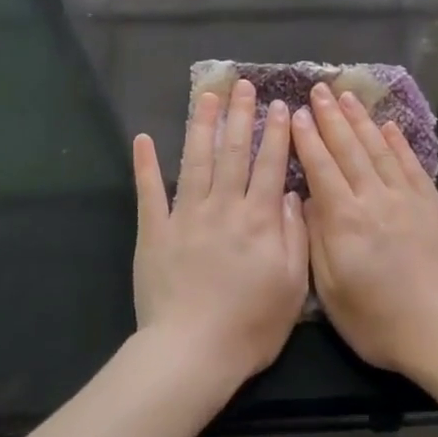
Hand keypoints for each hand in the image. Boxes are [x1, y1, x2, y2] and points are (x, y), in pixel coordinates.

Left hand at [132, 80, 309, 388]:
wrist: (192, 353)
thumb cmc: (250, 326)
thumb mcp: (291, 286)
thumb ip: (294, 236)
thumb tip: (287, 193)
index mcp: (257, 219)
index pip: (269, 165)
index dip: (275, 133)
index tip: (279, 105)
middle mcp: (222, 207)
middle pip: (232, 152)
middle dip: (239, 115)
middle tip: (242, 84)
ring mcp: (185, 216)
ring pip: (196, 161)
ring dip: (201, 125)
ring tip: (206, 96)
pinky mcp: (154, 232)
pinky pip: (149, 192)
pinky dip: (146, 165)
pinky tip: (143, 138)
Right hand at [290, 83, 437, 380]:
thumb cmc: (379, 322)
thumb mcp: (333, 291)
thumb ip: (318, 240)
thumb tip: (308, 199)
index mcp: (346, 220)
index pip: (321, 167)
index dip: (307, 138)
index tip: (296, 112)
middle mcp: (375, 199)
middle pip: (350, 149)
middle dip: (331, 117)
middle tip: (319, 89)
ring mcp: (407, 199)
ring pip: (380, 149)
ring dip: (361, 120)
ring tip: (347, 96)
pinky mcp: (433, 205)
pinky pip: (411, 165)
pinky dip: (399, 142)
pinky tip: (388, 126)